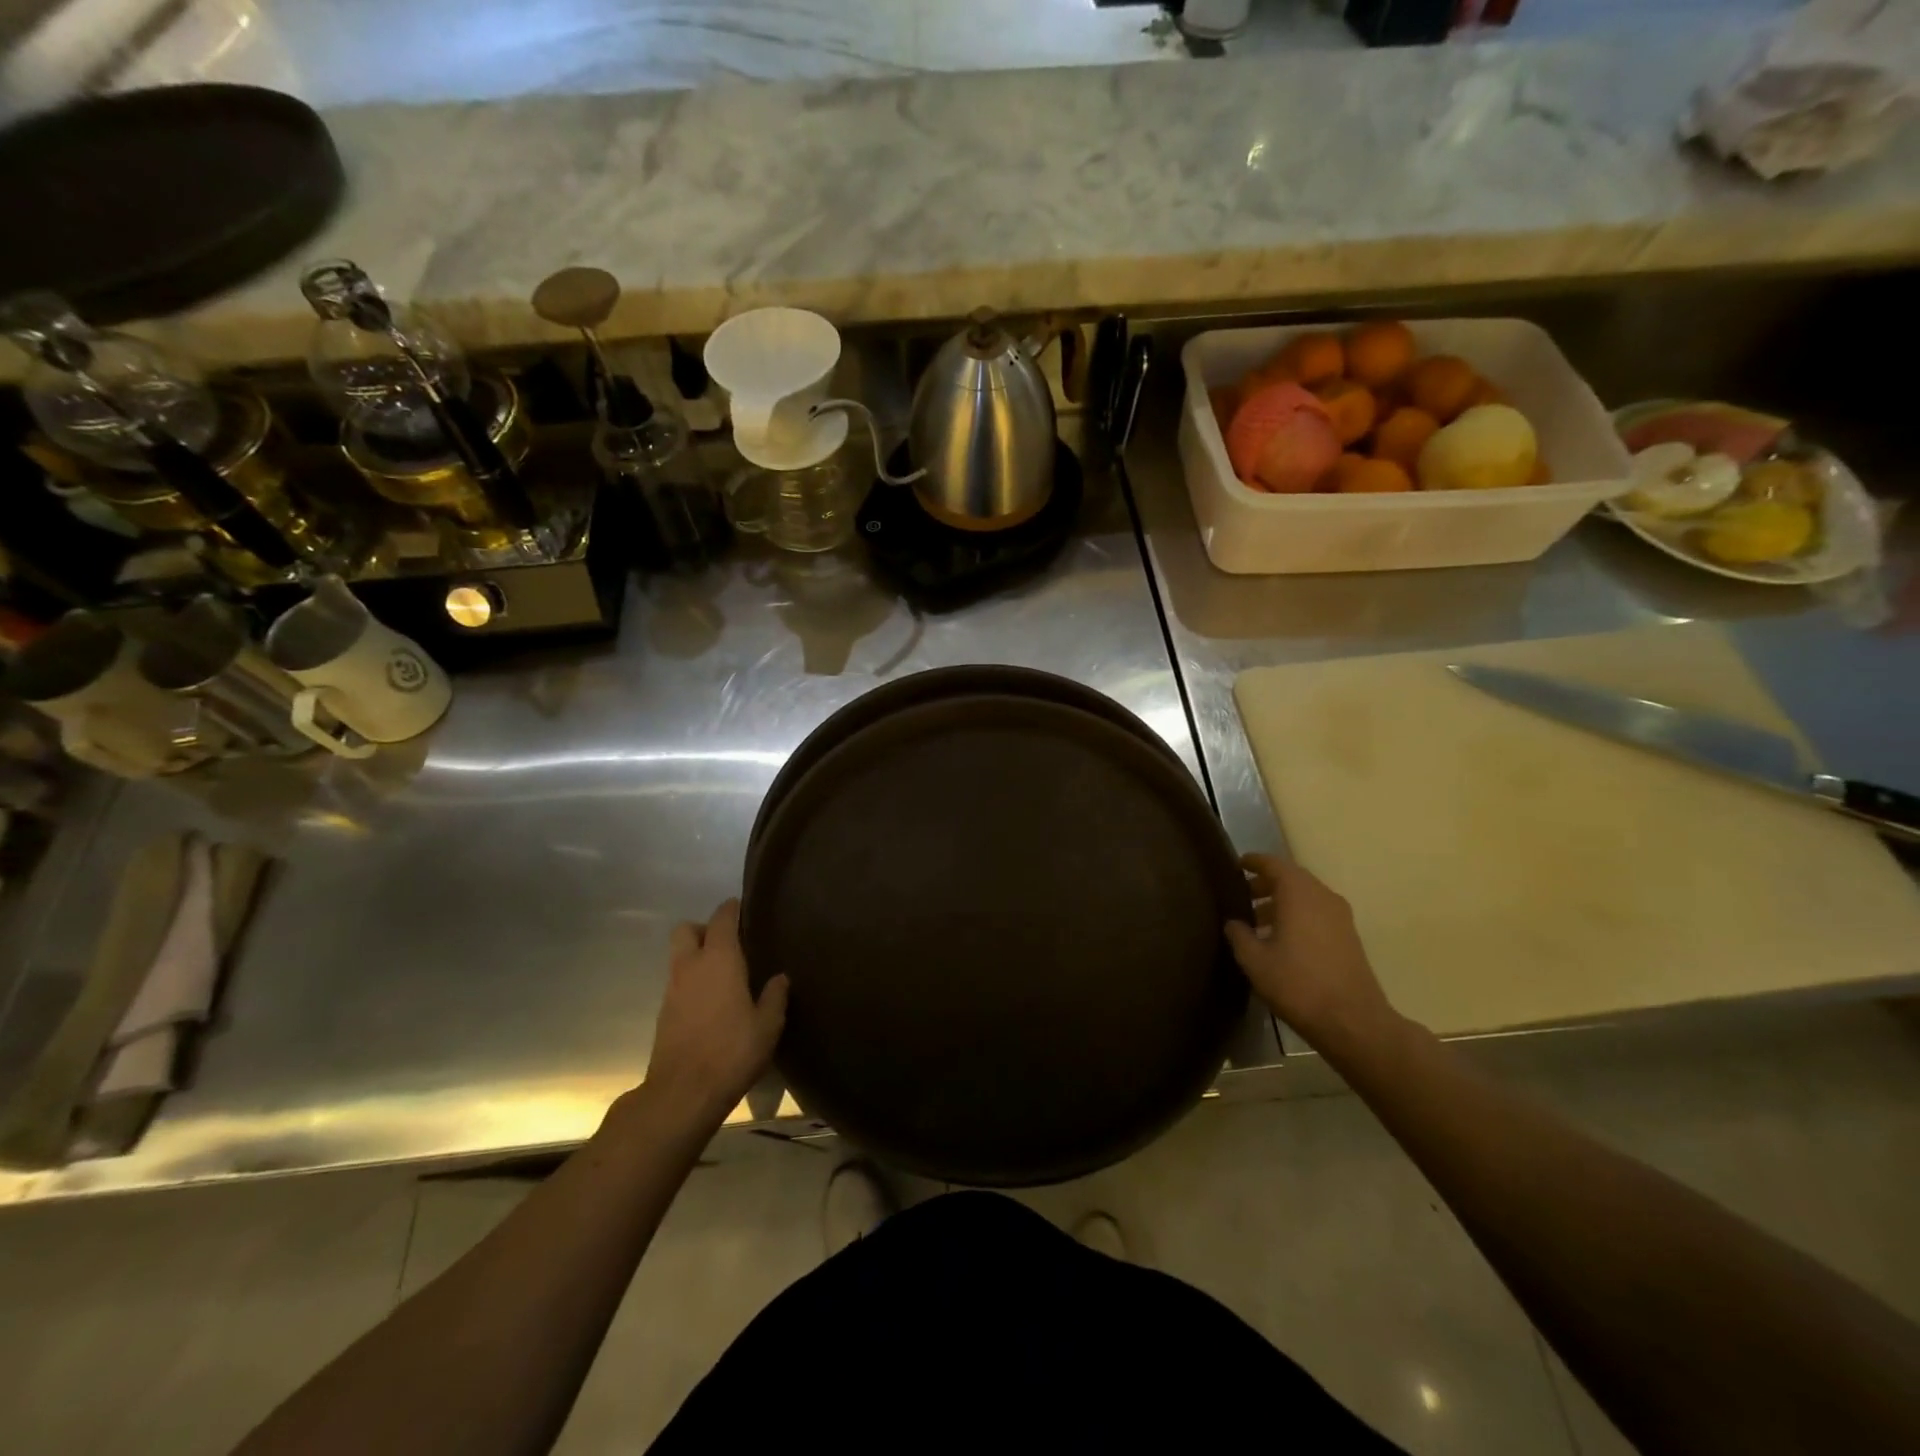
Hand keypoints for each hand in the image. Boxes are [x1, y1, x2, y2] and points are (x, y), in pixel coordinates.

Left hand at [644, 900, 787, 1128]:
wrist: (683, 1093)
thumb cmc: (732, 1050)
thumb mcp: (768, 1025)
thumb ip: (774, 996)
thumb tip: (780, 977)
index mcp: (719, 959)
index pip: (722, 919)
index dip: (732, 909)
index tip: (744, 908)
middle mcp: (691, 966)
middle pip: (686, 929)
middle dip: (704, 929)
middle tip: (729, 944)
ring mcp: (673, 989)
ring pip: (679, 957)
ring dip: (697, 956)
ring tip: (725, 974)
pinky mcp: (664, 1013)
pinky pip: (678, 982)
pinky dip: (692, 982)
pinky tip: (712, 1001)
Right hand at [1225, 855, 1396, 1056]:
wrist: (1353, 1022)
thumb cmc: (1298, 984)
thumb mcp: (1255, 961)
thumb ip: (1240, 935)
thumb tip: (1233, 922)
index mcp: (1299, 894)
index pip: (1274, 864)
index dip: (1254, 862)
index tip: (1236, 865)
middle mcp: (1323, 897)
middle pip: (1292, 878)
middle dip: (1266, 883)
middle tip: (1242, 895)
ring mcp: (1340, 917)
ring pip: (1306, 896)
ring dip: (1282, 901)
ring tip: (1257, 920)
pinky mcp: (1349, 937)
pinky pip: (1317, 913)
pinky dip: (1298, 915)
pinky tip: (1281, 939)